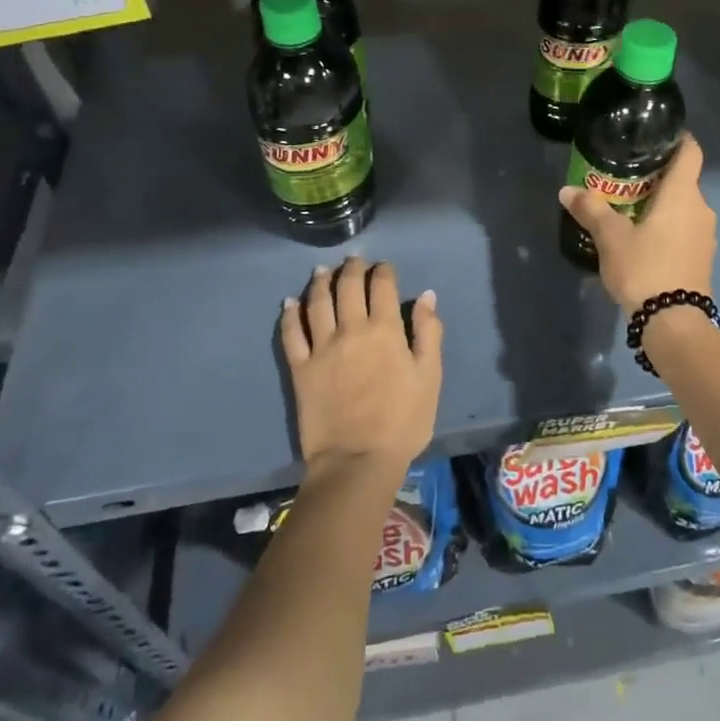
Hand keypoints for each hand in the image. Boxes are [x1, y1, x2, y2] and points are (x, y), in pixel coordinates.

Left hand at [281, 256, 442, 481]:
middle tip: (354, 260)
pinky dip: (290, 314)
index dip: (383, 271)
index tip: (384, 266)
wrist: (357, 461)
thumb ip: (429, 333)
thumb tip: (427, 296)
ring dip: (320, 282)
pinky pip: (291, 334)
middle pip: (348, 287)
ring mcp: (322, 348)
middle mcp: (351, 330)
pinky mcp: (300, 369)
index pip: (382, 287)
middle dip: (352, 269)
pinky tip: (289, 303)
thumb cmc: (403, 421)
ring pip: (317, 303)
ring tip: (322, 271)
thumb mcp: (429, 377)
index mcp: (385, 330)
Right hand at [559, 132, 715, 313]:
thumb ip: (591, 209)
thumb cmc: (644, 268)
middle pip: (683, 180)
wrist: (674, 322)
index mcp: (683, 194)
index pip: (690, 151)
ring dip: (662, 204)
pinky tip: (644, 238)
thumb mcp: (610, 237)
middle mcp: (701, 208)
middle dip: (658, 176)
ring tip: (630, 208)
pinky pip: (685, 230)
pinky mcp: (702, 258)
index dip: (678, 139)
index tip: (657, 136)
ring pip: (684, 207)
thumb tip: (567, 190)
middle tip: (627, 177)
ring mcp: (706, 235)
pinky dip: (667, 226)